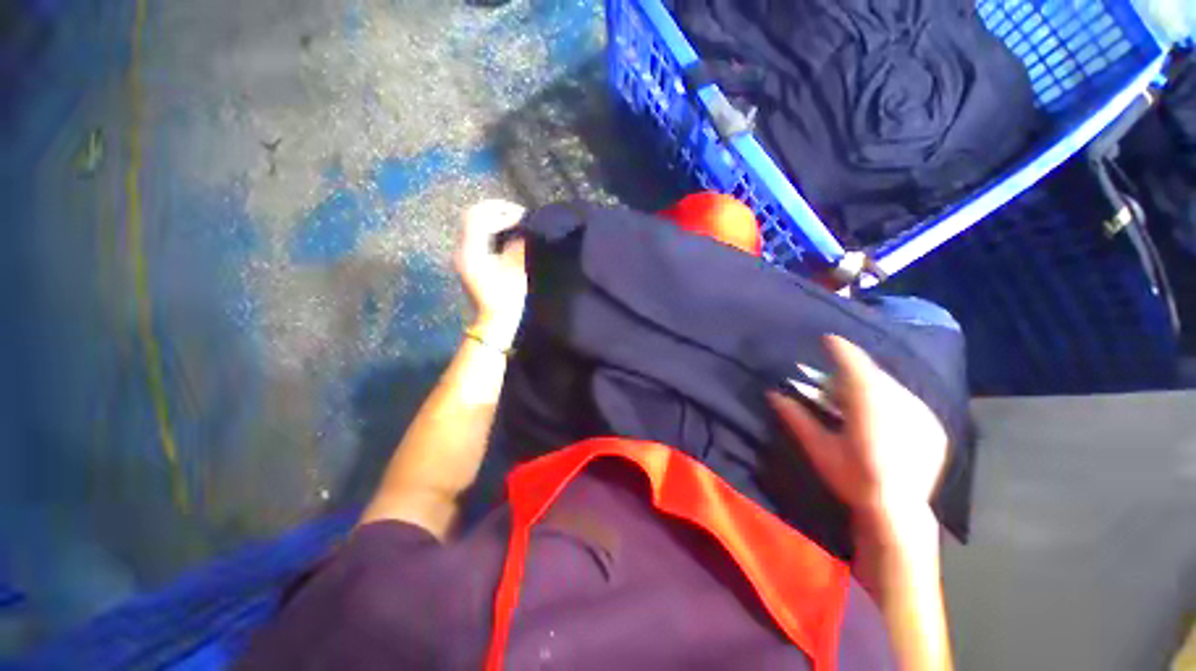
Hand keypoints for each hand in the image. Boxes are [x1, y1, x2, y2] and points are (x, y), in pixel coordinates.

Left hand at [454, 199, 527, 348]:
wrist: (493, 322)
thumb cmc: (505, 300)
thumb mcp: (515, 273)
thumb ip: (517, 248)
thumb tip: (522, 233)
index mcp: (471, 253)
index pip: (480, 219)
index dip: (501, 212)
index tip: (522, 215)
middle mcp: (462, 250)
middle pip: (471, 216)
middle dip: (494, 209)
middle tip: (517, 212)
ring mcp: (462, 255)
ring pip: (471, 224)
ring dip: (491, 217)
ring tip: (512, 219)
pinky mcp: (467, 261)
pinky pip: (474, 234)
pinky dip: (489, 227)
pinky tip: (504, 231)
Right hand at [767, 335, 947, 526]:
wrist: (899, 512)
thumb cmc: (853, 478)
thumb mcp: (819, 448)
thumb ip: (796, 417)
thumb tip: (772, 393)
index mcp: (870, 406)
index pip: (854, 366)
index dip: (841, 349)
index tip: (827, 338)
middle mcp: (900, 404)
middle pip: (873, 374)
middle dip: (852, 369)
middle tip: (834, 375)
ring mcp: (922, 415)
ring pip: (891, 386)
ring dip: (870, 383)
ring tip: (854, 395)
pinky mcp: (934, 426)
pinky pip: (907, 400)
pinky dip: (889, 398)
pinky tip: (879, 414)